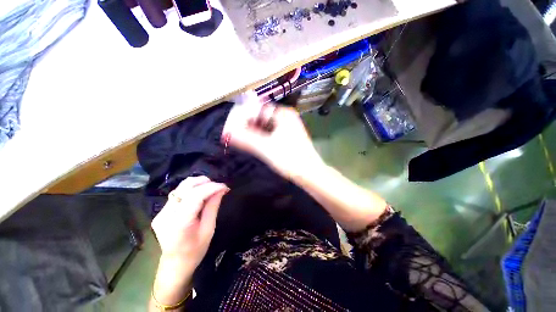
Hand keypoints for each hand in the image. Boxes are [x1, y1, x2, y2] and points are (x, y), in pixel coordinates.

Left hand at [151, 176, 228, 272]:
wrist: (175, 264)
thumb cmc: (195, 251)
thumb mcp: (209, 229)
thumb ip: (213, 206)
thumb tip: (221, 189)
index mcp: (180, 222)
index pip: (195, 196)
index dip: (212, 187)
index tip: (225, 186)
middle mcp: (166, 214)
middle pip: (185, 187)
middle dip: (205, 182)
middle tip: (218, 186)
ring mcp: (161, 212)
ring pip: (181, 187)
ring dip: (198, 184)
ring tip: (211, 188)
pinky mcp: (161, 211)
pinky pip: (178, 193)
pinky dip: (192, 190)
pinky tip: (200, 195)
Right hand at [225, 104, 323, 178]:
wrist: (310, 173)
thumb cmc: (290, 159)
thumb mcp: (265, 147)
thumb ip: (245, 138)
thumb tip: (226, 132)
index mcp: (283, 114)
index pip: (258, 108)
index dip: (243, 116)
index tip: (231, 126)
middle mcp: (287, 117)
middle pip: (262, 116)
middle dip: (248, 124)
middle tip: (234, 133)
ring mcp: (289, 127)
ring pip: (266, 125)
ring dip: (254, 131)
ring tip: (241, 138)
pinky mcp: (289, 137)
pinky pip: (271, 132)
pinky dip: (262, 136)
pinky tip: (254, 142)